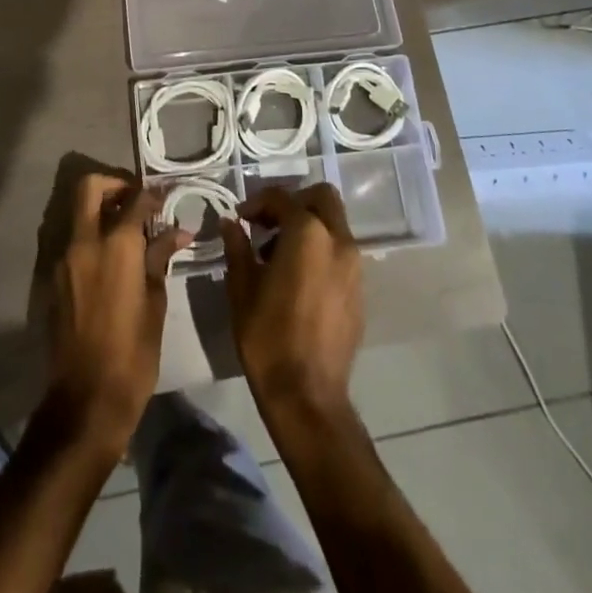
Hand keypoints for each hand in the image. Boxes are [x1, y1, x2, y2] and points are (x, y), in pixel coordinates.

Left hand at [46, 174, 189, 460]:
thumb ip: (159, 258)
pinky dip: (93, 237)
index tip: (165, 200)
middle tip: (136, 200)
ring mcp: (64, 259)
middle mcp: (85, 242)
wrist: (87, 398)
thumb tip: (177, 232)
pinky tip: (114, 261)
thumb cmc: (133, 352)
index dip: (153, 195)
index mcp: (116, 245)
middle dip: (114, 184)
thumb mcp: (155, 303)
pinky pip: (74, 242)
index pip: (135, 200)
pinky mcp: (55, 279)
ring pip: (79, 214)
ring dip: (102, 211)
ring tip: (130, 232)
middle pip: (90, 187)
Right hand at [221, 184, 363, 425]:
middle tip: (268, 224)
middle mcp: (338, 240)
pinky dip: (321, 249)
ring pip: (334, 224)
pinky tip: (298, 278)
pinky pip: (341, 252)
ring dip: (308, 226)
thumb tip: (230, 223)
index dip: (258, 202)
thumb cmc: (268, 336)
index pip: (282, 197)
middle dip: (294, 202)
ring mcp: (355, 266)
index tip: (241, 218)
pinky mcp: (360, 290)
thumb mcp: (242, 287)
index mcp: (307, 234)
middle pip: (322, 198)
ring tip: (278, 255)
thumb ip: (238, 247)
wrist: (307, 395)